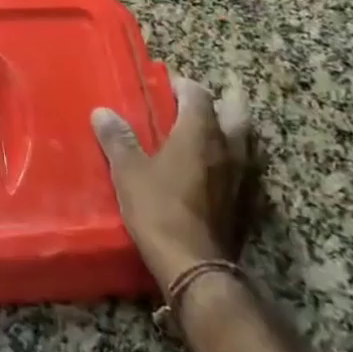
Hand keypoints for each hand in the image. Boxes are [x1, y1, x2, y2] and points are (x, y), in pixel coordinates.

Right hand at [93, 76, 253, 290]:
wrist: (196, 266)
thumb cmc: (159, 209)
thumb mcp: (129, 172)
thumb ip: (118, 139)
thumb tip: (103, 112)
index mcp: (200, 133)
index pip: (198, 94)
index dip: (184, 85)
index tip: (167, 86)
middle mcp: (229, 148)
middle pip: (237, 112)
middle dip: (224, 99)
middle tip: (205, 99)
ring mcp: (244, 176)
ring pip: (248, 140)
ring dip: (234, 129)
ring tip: (215, 129)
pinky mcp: (249, 203)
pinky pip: (248, 168)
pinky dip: (237, 158)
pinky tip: (222, 168)